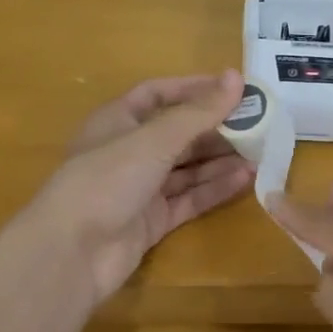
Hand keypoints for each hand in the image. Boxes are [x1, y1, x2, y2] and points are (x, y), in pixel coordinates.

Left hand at [20, 72, 251, 308]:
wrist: (71, 254)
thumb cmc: (107, 179)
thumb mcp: (155, 138)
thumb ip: (198, 111)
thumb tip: (236, 77)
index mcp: (117, 121)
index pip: (159, 94)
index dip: (194, 88)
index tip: (233, 88)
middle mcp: (128, 151)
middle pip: (178, 132)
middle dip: (215, 127)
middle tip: (258, 123)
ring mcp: (140, 188)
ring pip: (187, 167)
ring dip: (220, 159)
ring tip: (260, 151)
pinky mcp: (151, 221)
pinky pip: (189, 198)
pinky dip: (215, 188)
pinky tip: (246, 179)